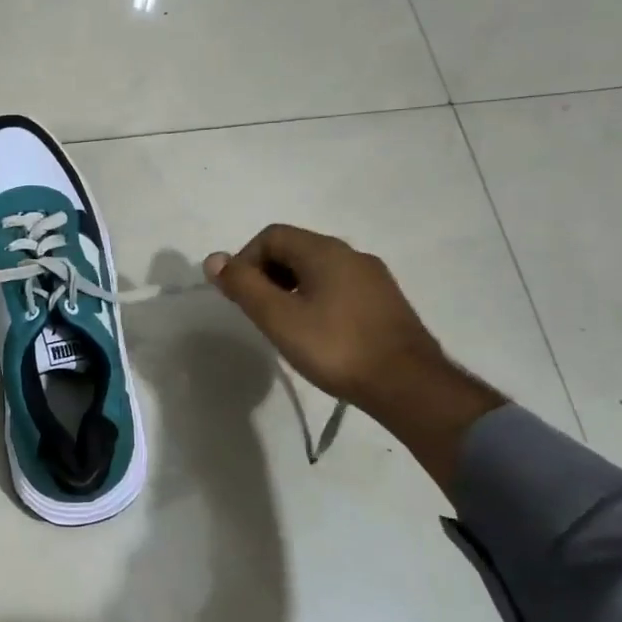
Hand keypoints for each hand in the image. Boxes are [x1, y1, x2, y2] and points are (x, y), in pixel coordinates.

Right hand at [204, 225, 504, 487]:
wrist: (408, 385)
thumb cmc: (335, 348)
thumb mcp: (278, 318)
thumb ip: (244, 286)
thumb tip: (213, 259)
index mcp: (325, 251)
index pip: (272, 236)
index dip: (246, 260)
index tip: (240, 296)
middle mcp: (351, 254)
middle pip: (295, 249)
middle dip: (267, 274)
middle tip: (258, 312)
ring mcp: (373, 278)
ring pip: (317, 270)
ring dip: (291, 288)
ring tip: (284, 325)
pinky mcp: (385, 302)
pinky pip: (338, 287)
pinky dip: (316, 299)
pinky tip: (317, 333)